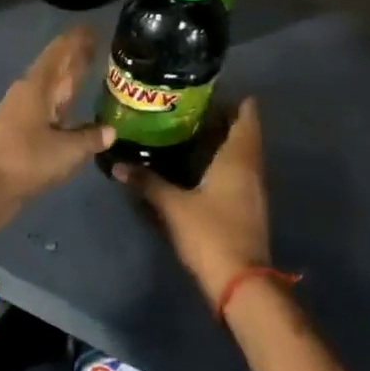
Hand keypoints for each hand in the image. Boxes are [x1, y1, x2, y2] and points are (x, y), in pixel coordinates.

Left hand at [0, 25, 114, 235]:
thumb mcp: (67, 150)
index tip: (94, 28)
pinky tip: (75, 117)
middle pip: (56, 70)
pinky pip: (47, 115)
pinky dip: (63, 110)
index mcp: (37, 87)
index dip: (77, 40)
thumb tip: (110, 130)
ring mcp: (21, 116)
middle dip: (76, 59)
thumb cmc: (25, 160)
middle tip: (100, 46)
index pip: (60, 53)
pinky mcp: (18, 137)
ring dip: (69, 84)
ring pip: (51, 93)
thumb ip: (90, 137)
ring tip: (92, 77)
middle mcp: (28, 95)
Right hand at [115, 97, 270, 307]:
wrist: (240, 281)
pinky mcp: (245, 206)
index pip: (247, 114)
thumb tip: (118, 164)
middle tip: (182, 107)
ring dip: (217, 141)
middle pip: (242, 131)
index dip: (231, 98)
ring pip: (238, 153)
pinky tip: (191, 165)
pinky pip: (234, 172)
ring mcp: (251, 188)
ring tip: (181, 131)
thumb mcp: (173, 206)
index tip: (204, 88)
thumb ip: (147, 182)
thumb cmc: (210, 234)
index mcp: (239, 158)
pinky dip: (217, 162)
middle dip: (217, 117)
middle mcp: (250, 167)